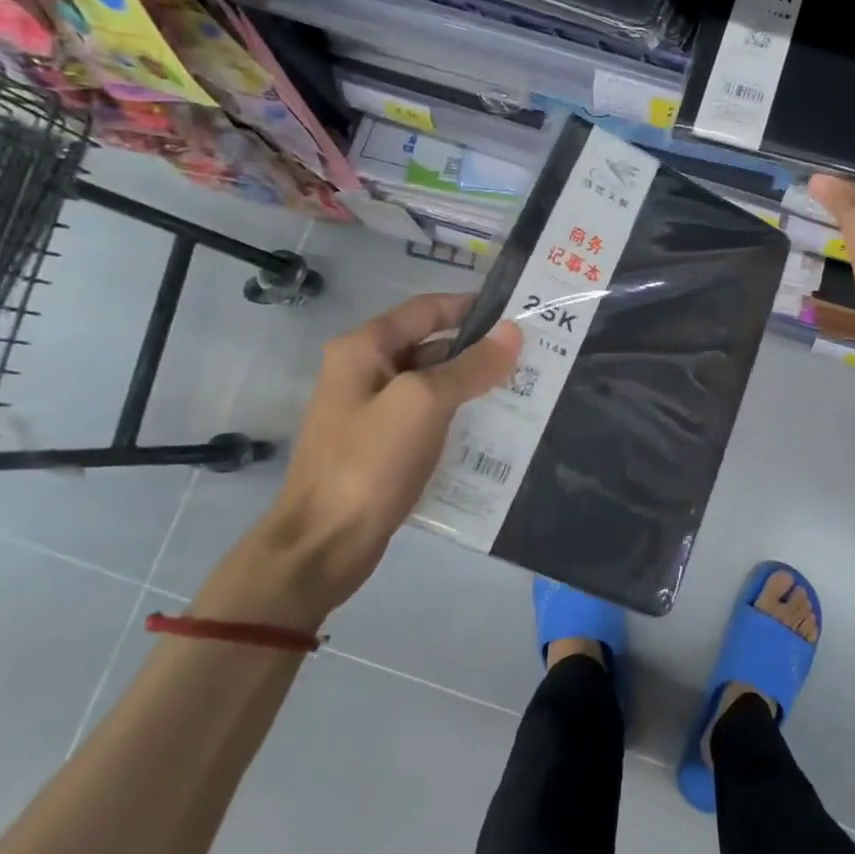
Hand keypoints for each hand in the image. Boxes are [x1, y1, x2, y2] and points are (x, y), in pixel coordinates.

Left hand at [194, 294, 520, 629]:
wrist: (322, 546)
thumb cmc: (369, 463)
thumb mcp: (425, 403)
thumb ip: (470, 365)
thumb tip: (513, 331)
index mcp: (365, 348)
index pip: (428, 309)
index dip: (473, 306)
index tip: (519, 314)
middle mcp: (365, 370)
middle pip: (431, 344)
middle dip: (479, 349)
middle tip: (531, 356)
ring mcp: (372, 410)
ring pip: (433, 383)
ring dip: (473, 384)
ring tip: (524, 389)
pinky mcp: (382, 445)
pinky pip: (428, 417)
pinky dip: (459, 415)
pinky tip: (494, 427)